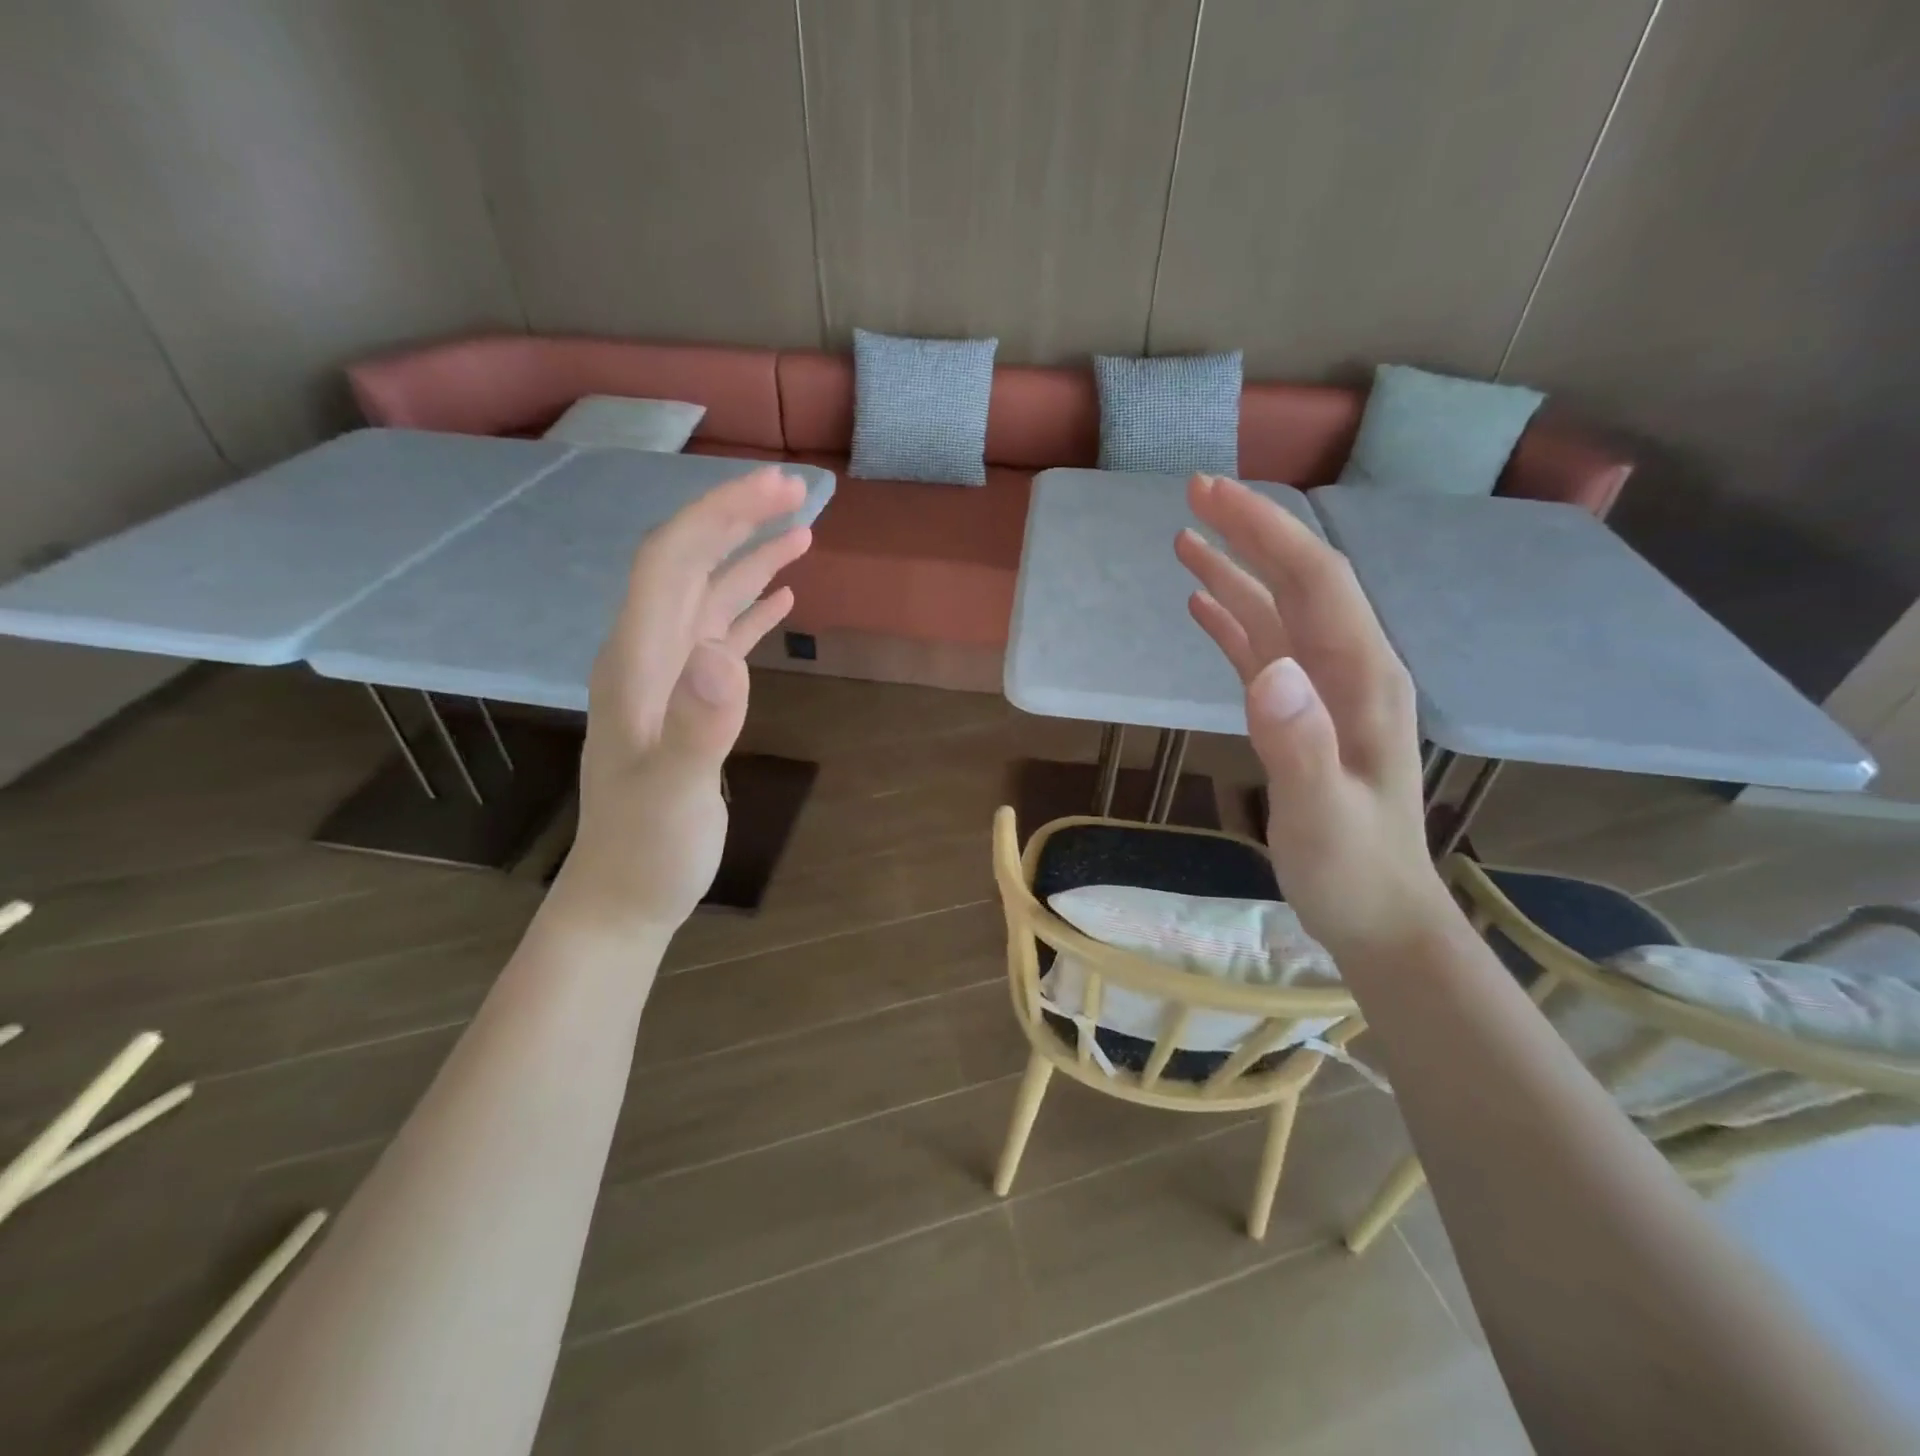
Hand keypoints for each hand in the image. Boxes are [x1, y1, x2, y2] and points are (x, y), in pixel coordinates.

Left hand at [549, 467, 812, 939]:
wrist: (625, 894)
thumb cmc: (648, 850)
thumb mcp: (674, 795)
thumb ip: (698, 727)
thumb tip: (725, 656)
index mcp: (636, 662)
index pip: (671, 562)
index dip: (719, 515)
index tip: (776, 487)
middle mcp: (647, 656)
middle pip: (688, 566)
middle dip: (737, 520)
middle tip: (797, 492)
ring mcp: (666, 679)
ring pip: (707, 598)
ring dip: (749, 560)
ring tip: (800, 532)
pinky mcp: (687, 702)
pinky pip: (719, 638)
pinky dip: (749, 610)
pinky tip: (780, 598)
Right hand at [1175, 474, 1449, 954]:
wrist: (1380, 915)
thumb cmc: (1352, 870)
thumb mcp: (1323, 815)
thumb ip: (1298, 743)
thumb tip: (1267, 669)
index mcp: (1362, 678)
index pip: (1314, 579)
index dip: (1264, 530)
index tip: (1211, 495)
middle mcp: (1349, 669)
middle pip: (1299, 580)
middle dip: (1250, 532)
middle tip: (1193, 495)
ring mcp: (1325, 691)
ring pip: (1278, 611)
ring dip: (1235, 572)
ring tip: (1185, 540)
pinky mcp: (1302, 714)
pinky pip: (1266, 650)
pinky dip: (1233, 621)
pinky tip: (1202, 606)